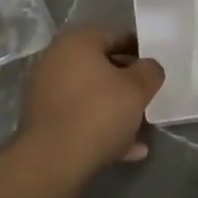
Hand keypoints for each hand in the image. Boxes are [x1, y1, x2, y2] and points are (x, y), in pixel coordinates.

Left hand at [16, 26, 165, 176]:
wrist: (53, 161)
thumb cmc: (98, 113)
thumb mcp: (137, 89)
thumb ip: (150, 71)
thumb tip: (148, 67)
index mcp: (77, 42)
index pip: (116, 36)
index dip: (140, 51)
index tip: (154, 69)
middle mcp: (55, 60)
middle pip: (100, 66)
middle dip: (126, 82)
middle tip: (147, 97)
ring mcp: (45, 91)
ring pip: (90, 95)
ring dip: (114, 109)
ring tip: (141, 128)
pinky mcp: (42, 121)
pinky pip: (78, 118)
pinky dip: (100, 128)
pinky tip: (126, 150)